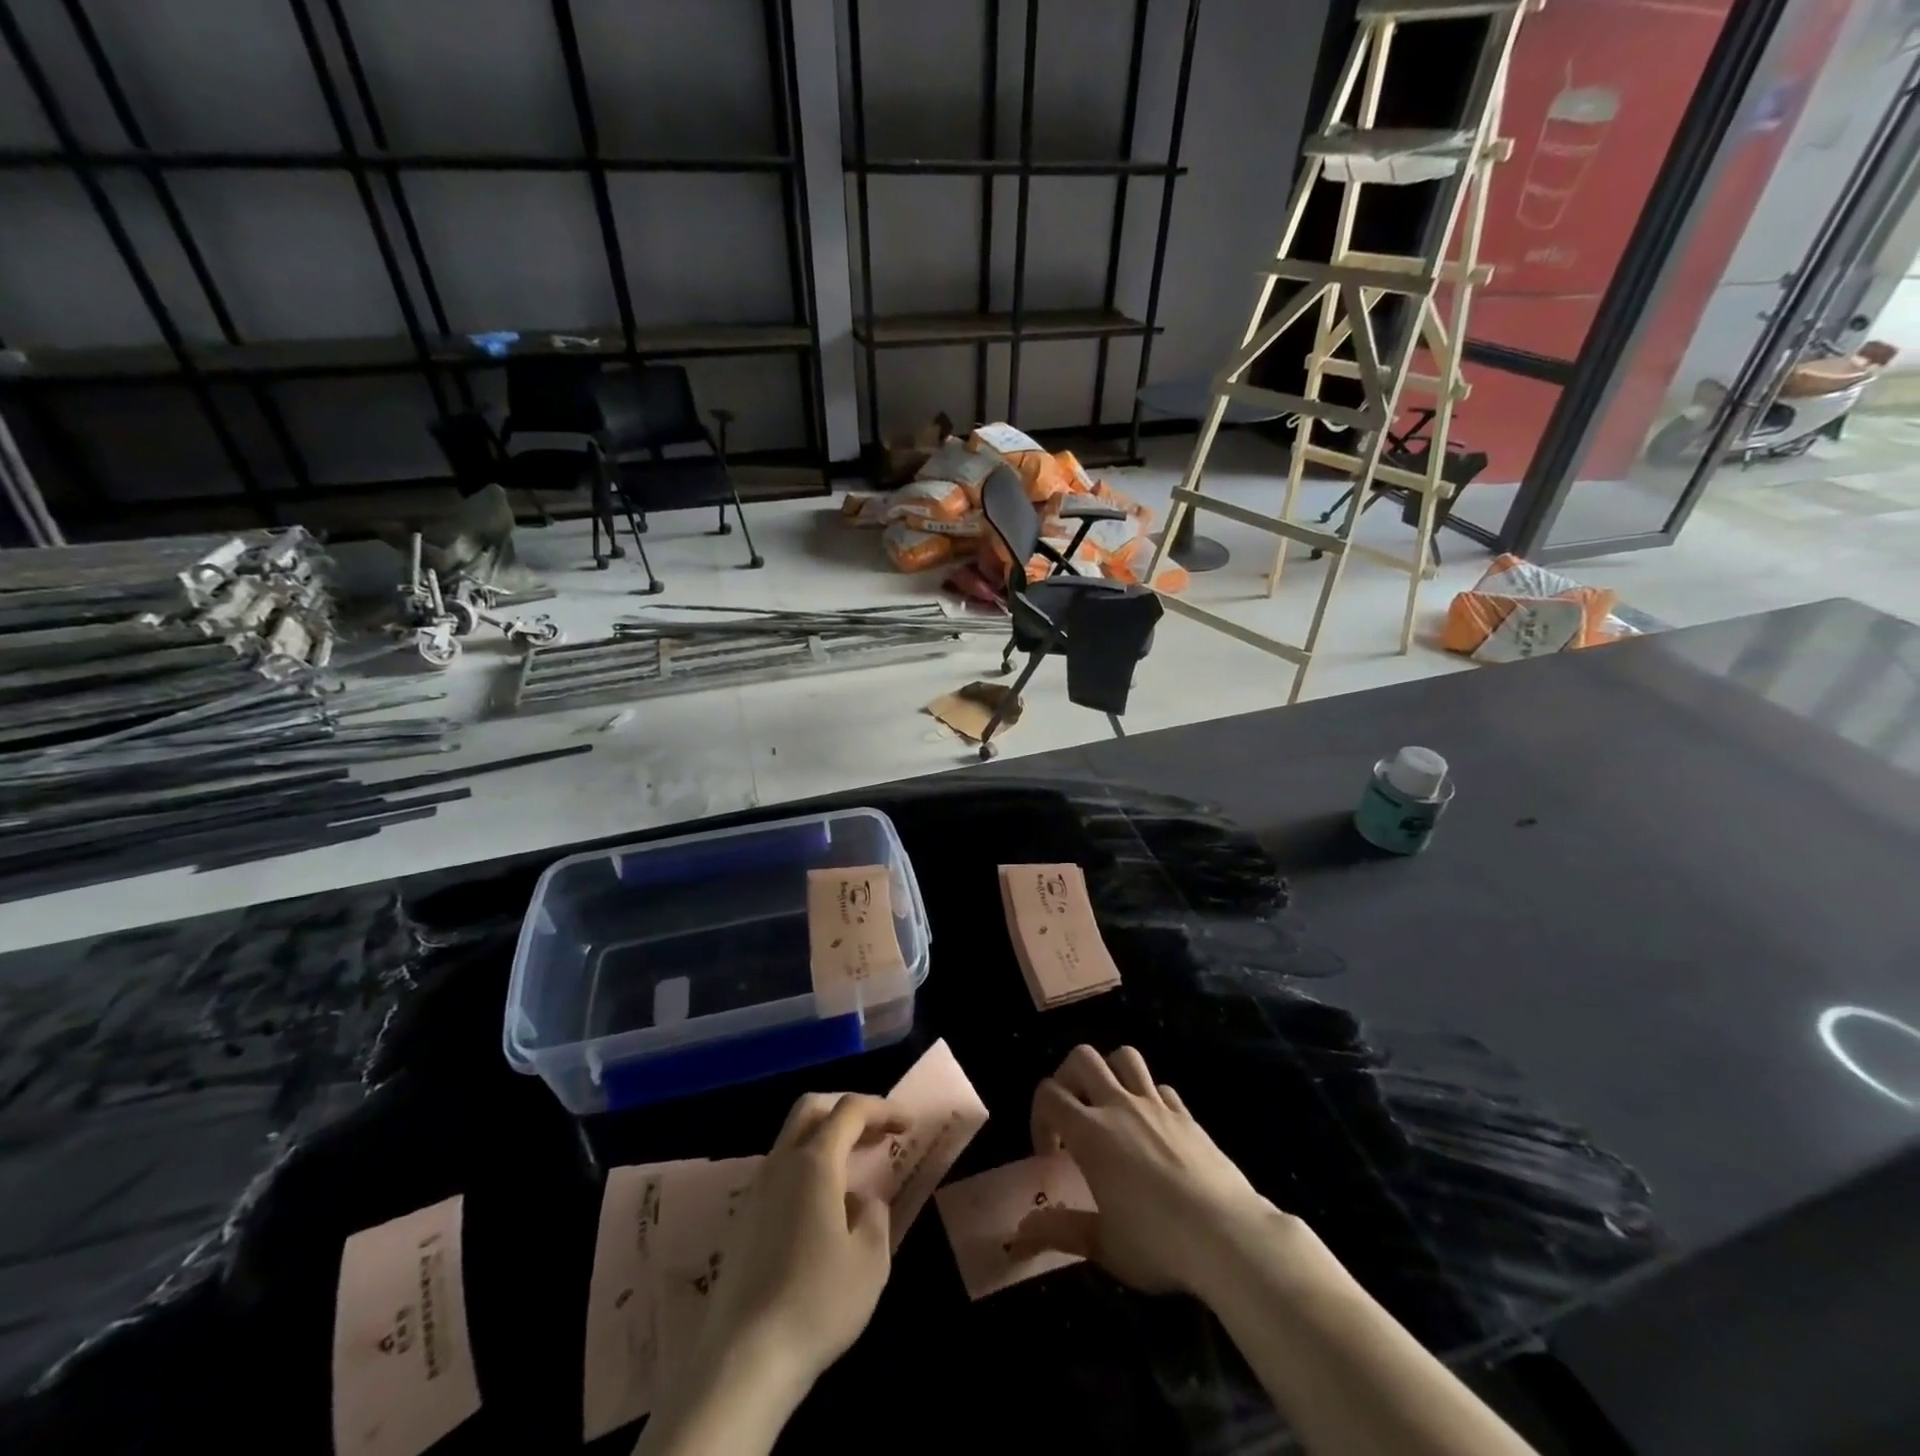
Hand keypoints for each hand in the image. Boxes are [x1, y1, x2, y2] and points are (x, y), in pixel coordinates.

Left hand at [690, 1092, 903, 1400]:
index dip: (882, 1109)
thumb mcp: (870, 1261)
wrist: (743, 1361)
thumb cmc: (817, 1303)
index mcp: (814, 1162)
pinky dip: (807, 1170)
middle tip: (877, 1134)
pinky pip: (780, 1173)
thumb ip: (875, 1216)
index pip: (850, 1110)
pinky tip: (824, 1211)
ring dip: (826, 1141)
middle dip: (847, 1111)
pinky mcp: (742, 1221)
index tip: (908, 1125)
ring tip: (855, 1174)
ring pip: (791, 1140)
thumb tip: (863, 1201)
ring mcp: (755, 1191)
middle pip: (811, 1109)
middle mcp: (780, 1164)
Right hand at [1012, 1044, 1283, 1295]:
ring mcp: (1156, 1105)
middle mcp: (1119, 1106)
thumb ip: (1060, 1231)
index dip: (1040, 1118)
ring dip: (1110, 1072)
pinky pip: (1160, 1087)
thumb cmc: (1159, 1244)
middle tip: (1073, 1116)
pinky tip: (1152, 1130)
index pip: (1049, 1094)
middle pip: (1082, 1057)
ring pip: (1124, 1057)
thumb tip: (1022, 1231)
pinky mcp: (1186, 1114)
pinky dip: (1149, 1097)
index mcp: (1091, 1133)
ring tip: (1110, 1109)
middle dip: (1068, 1078)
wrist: (1229, 1236)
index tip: (1051, 1155)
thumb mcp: (1104, 1246)